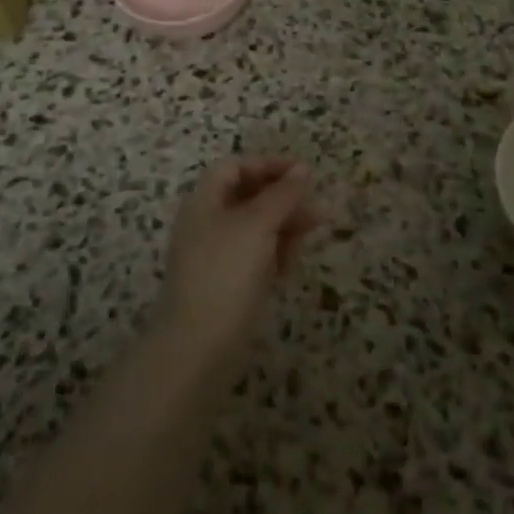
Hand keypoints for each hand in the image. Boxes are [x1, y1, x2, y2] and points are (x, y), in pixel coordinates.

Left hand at [155, 158, 320, 370]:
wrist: (198, 348)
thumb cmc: (226, 272)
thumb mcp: (259, 224)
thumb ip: (283, 194)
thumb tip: (304, 168)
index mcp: (205, 201)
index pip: (236, 167)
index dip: (268, 165)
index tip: (303, 174)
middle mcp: (207, 223)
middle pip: (248, 196)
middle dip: (283, 198)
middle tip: (315, 207)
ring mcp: (216, 256)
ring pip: (255, 227)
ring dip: (284, 225)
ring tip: (312, 233)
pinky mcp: (226, 285)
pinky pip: (254, 256)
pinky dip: (274, 253)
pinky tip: (290, 266)